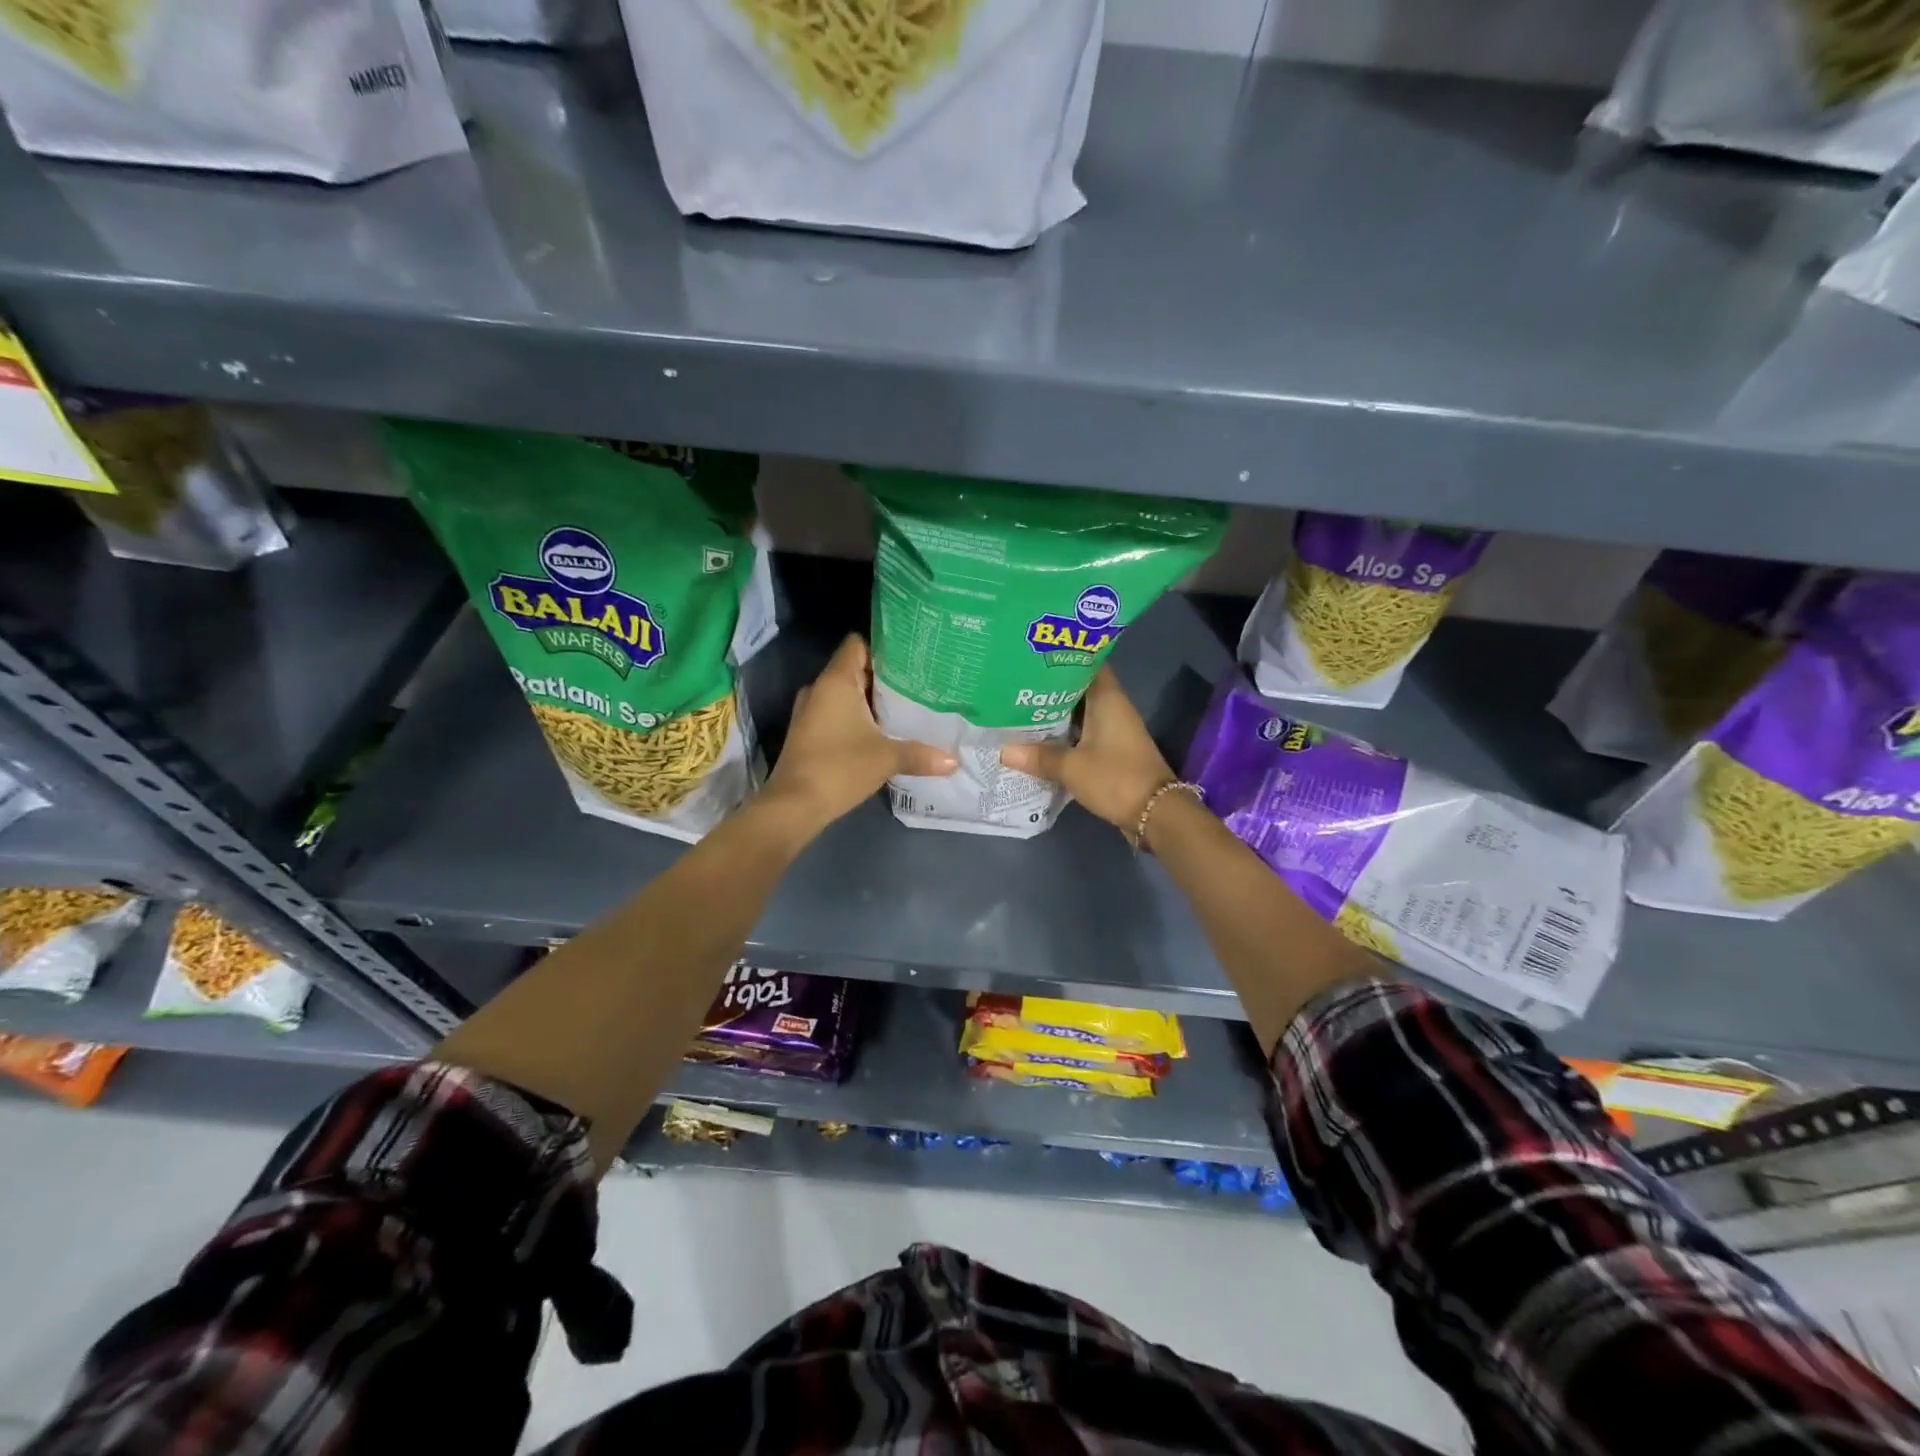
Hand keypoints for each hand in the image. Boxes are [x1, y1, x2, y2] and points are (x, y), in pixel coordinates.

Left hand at [763, 635, 956, 830]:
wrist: (794, 805)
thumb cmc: (839, 768)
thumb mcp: (887, 758)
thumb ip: (921, 754)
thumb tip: (954, 761)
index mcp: (837, 681)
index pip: (858, 644)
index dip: (883, 646)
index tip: (912, 656)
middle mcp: (820, 689)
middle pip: (856, 668)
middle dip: (885, 675)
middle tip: (920, 681)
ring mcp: (811, 711)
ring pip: (847, 693)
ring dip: (872, 699)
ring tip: (908, 704)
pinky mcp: (810, 732)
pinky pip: (838, 712)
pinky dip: (859, 716)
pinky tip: (884, 730)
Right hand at [999, 669, 1174, 835]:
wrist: (1155, 812)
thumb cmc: (1115, 778)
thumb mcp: (1071, 767)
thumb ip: (1038, 756)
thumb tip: (1003, 751)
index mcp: (1107, 698)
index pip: (1086, 662)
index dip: (1061, 656)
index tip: (1033, 655)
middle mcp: (1113, 707)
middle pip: (1079, 687)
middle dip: (1050, 686)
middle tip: (1016, 683)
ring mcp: (1114, 729)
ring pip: (1080, 712)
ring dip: (1055, 712)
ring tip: (1020, 707)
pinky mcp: (1113, 749)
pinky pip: (1083, 732)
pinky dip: (1064, 733)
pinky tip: (1039, 738)